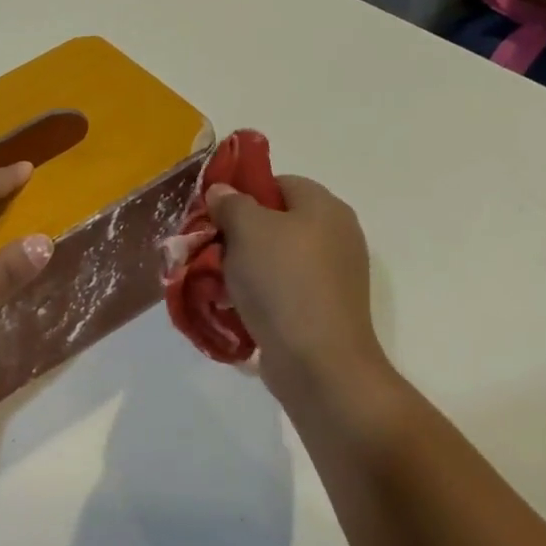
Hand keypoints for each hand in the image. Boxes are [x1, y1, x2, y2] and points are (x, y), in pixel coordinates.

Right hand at [205, 175, 392, 404]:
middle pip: (277, 223)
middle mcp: (337, 237)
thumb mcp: (247, 230)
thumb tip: (222, 191)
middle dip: (239, 235)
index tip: (214, 215)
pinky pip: (284, 292)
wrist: (318, 362)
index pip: (280, 183)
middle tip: (209, 250)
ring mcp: (334, 277)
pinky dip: (260, 297)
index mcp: (325, 208)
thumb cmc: (282, 282)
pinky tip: (235, 309)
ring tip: (216, 283)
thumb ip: (231, 203)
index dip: (244, 193)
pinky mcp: (324, 311)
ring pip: (277, 260)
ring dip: (244, 269)